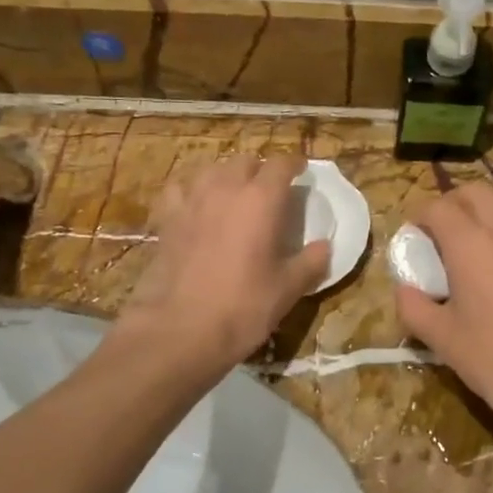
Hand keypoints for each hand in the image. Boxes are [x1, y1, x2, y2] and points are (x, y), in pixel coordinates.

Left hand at [118, 154, 328, 369]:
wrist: (180, 330)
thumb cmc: (243, 306)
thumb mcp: (288, 288)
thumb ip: (311, 262)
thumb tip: (325, 246)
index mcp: (262, 199)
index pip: (281, 163)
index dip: (295, 163)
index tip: (302, 171)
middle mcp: (226, 189)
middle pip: (246, 161)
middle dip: (261, 170)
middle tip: (270, 190)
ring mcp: (192, 201)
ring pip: (212, 169)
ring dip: (228, 176)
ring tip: (235, 194)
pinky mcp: (167, 219)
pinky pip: (180, 190)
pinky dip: (192, 191)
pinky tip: (196, 206)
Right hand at [393, 184, 492, 449]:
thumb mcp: (442, 339)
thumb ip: (414, 307)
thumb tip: (405, 289)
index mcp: (471, 244)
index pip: (439, 207)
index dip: (419, 217)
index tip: (411, 240)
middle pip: (474, 192)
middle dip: (449, 203)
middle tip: (436, 235)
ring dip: (478, 211)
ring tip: (465, 244)